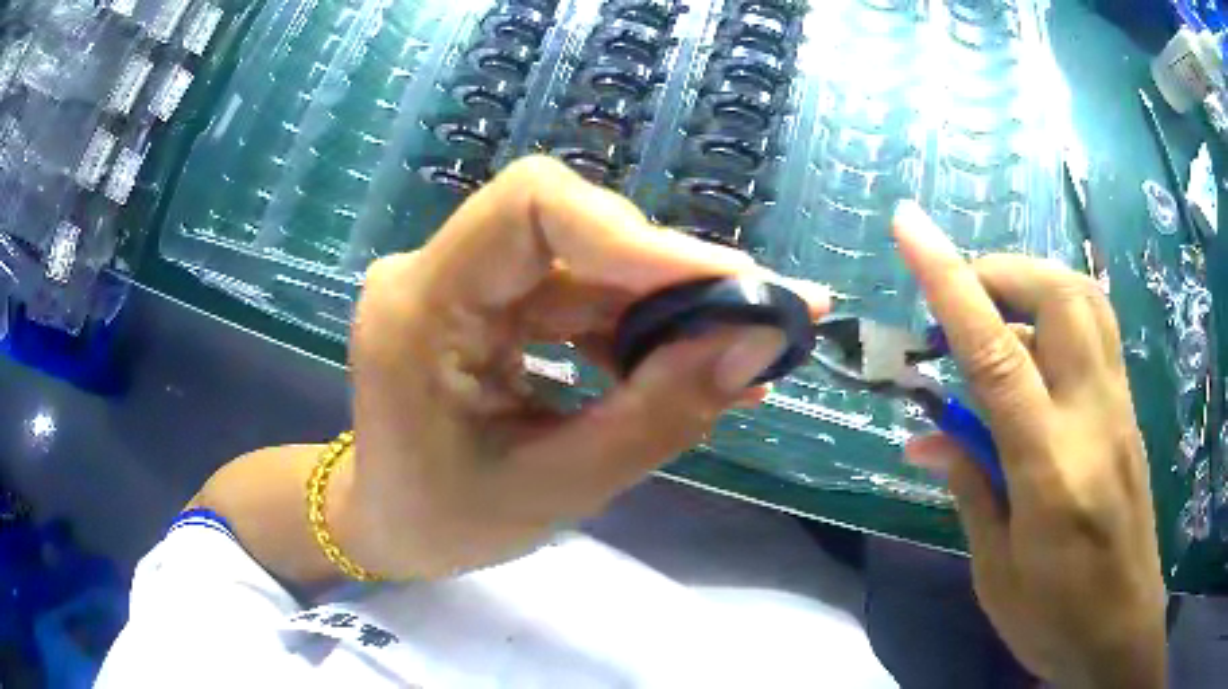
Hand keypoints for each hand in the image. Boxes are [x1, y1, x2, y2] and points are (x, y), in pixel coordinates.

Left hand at [338, 156, 827, 579]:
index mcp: (419, 308)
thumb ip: (659, 414)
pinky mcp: (487, 299)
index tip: (732, 284)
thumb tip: (759, 343)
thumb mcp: (556, 488)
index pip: (531, 206)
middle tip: (766, 317)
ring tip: (739, 356)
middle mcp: (434, 271)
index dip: (638, 234)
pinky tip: (686, 366)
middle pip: (572, 229)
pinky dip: (637, 327)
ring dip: (666, 306)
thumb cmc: (445, 522)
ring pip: (586, 261)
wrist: (389, 522)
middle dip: (674, 277)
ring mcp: (461, 280)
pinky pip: (576, 293)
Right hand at [893, 202, 1165, 687]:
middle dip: (1002, 273)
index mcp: (1051, 470)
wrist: (1121, 631)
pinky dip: (1055, 319)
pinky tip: (1032, 361)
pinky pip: (1095, 333)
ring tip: (994, 321)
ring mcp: (1119, 408)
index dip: (950, 282)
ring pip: (1085, 301)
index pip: (997, 353)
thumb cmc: (1053, 619)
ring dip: (1031, 287)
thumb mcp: (996, 572)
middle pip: (1060, 296)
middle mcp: (1094, 418)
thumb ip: (969, 489)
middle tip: (960, 301)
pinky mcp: (1128, 411)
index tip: (909, 225)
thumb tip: (926, 436)